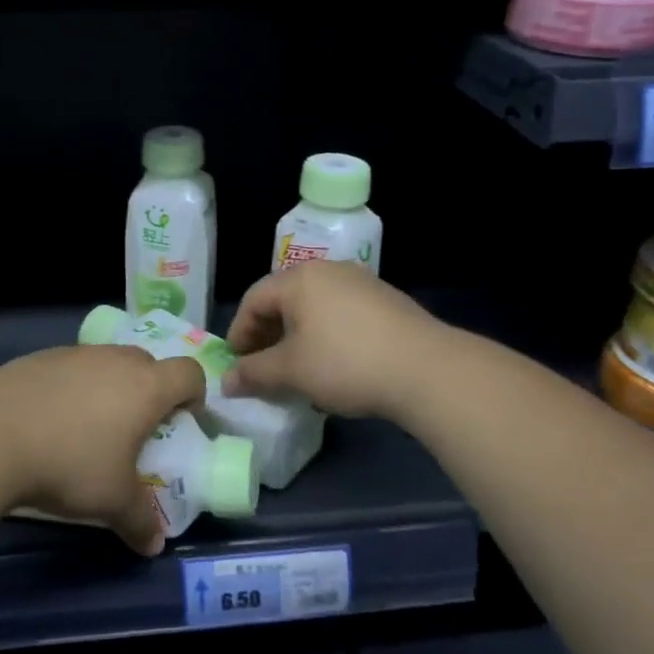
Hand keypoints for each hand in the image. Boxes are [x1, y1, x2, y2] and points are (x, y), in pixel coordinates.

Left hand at [0, 344, 205, 555]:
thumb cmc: (69, 462)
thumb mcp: (111, 501)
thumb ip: (140, 521)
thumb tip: (154, 546)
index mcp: (146, 386)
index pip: (188, 373)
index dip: (194, 394)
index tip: (182, 422)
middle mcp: (115, 360)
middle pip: (148, 363)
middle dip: (150, 391)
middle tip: (136, 429)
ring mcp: (75, 354)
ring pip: (106, 363)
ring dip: (108, 387)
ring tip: (89, 427)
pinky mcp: (39, 357)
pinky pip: (70, 368)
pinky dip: (71, 388)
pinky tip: (50, 420)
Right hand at [221, 261, 444, 419]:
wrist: (427, 369)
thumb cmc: (345, 363)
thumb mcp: (291, 371)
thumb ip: (254, 373)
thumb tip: (226, 382)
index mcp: (298, 279)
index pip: (254, 300)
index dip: (239, 333)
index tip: (236, 364)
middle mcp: (328, 271)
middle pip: (284, 300)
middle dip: (267, 335)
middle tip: (262, 367)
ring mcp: (361, 283)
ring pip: (314, 307)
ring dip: (297, 337)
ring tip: (297, 369)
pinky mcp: (386, 301)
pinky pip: (341, 314)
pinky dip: (326, 336)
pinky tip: (334, 365)